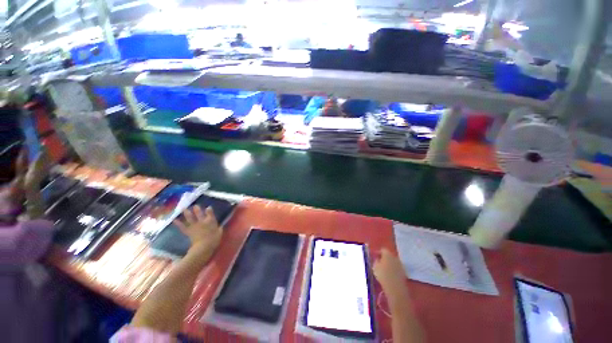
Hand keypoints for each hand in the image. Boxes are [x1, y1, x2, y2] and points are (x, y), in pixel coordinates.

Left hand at [173, 205, 221, 255]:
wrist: (203, 247)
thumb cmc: (214, 240)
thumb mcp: (219, 233)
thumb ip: (219, 228)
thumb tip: (220, 226)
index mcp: (211, 221)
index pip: (210, 213)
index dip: (209, 209)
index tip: (208, 207)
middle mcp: (202, 221)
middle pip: (199, 213)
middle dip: (197, 209)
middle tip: (195, 205)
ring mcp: (194, 226)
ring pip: (190, 218)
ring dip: (187, 213)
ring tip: (183, 208)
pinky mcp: (189, 231)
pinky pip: (182, 227)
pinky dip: (178, 223)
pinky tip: (174, 220)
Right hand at [373, 249, 408, 298]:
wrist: (395, 288)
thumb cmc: (383, 275)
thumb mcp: (375, 267)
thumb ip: (376, 261)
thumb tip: (377, 259)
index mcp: (388, 254)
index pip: (383, 250)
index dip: (378, 252)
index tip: (374, 256)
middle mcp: (395, 257)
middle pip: (389, 255)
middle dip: (384, 258)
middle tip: (379, 262)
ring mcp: (401, 265)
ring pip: (393, 262)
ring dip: (389, 264)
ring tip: (384, 269)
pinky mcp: (404, 273)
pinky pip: (397, 268)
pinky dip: (393, 270)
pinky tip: (390, 275)